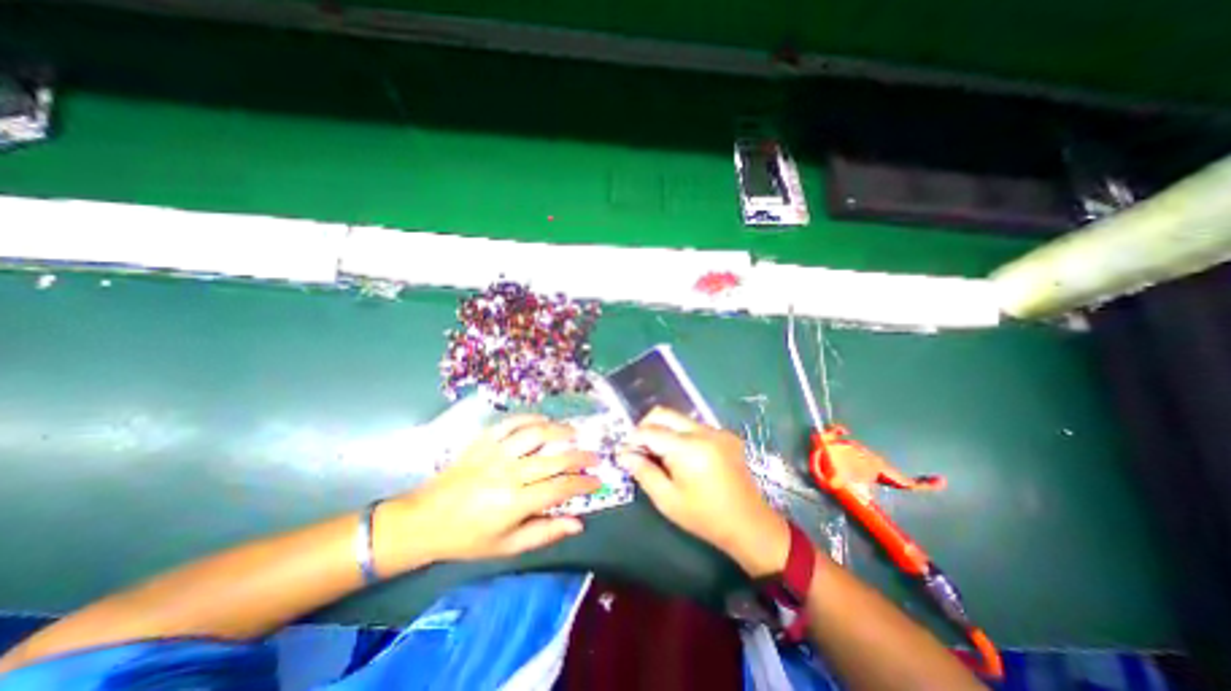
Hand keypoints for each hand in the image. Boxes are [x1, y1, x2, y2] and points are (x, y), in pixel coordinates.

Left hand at [380, 413, 600, 568]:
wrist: (425, 519)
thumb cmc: (468, 537)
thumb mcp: (507, 546)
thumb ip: (545, 532)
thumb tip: (578, 523)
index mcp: (514, 503)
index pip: (560, 488)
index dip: (583, 483)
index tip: (597, 481)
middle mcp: (508, 474)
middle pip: (555, 459)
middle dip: (581, 457)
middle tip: (595, 457)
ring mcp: (495, 453)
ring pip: (536, 434)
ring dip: (560, 431)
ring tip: (574, 433)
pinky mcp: (483, 440)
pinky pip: (512, 422)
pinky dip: (531, 418)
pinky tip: (544, 421)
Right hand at [612, 404, 786, 576]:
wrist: (749, 524)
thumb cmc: (704, 517)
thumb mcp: (667, 500)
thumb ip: (643, 472)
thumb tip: (623, 454)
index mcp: (688, 448)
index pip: (650, 431)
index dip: (633, 439)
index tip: (625, 452)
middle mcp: (703, 431)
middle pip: (664, 413)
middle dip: (646, 427)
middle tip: (639, 449)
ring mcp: (717, 430)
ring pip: (679, 418)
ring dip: (664, 430)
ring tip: (660, 455)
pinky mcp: (725, 435)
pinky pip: (695, 426)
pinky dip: (681, 435)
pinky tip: (682, 457)